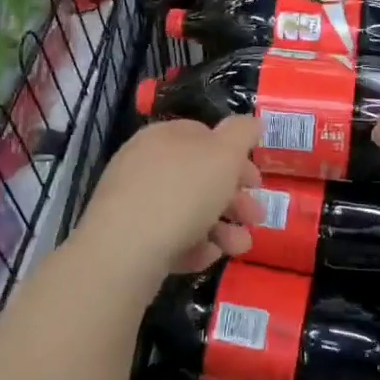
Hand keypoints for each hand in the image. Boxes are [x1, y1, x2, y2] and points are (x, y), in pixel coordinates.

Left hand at [76, 116, 260, 282]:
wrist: (124, 250)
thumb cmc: (181, 192)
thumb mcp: (224, 154)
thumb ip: (242, 133)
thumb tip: (250, 121)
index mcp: (164, 136)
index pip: (204, 136)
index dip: (236, 157)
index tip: (256, 182)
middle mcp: (145, 163)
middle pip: (199, 177)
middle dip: (234, 199)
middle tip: (256, 218)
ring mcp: (133, 202)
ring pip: (187, 210)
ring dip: (221, 228)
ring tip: (238, 247)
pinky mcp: (127, 238)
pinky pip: (168, 237)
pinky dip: (192, 246)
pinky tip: (206, 257)